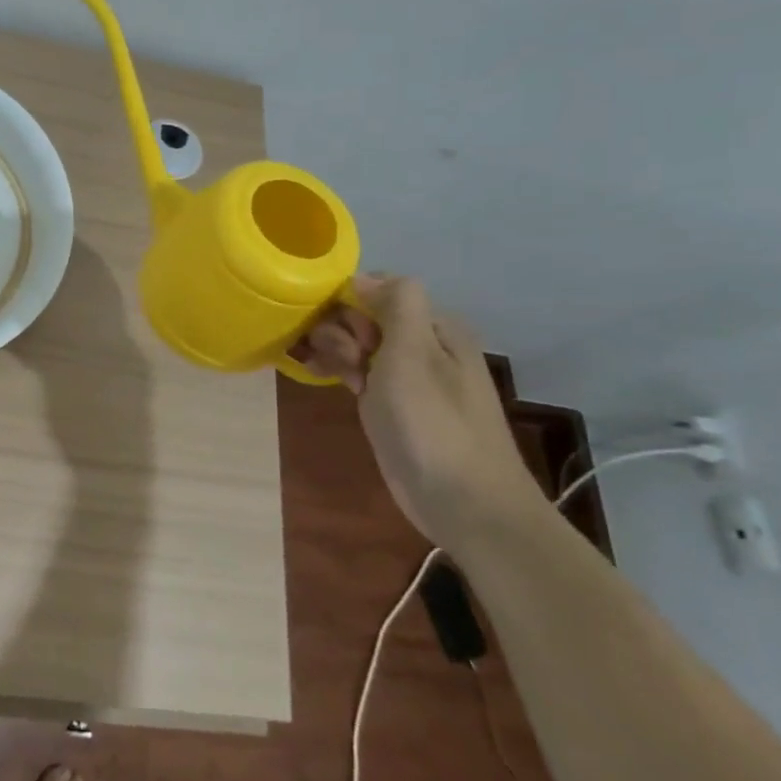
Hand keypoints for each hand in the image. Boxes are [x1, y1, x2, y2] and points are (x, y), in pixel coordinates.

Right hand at [293, 276, 541, 549]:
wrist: (463, 503)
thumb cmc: (434, 424)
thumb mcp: (414, 354)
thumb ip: (396, 304)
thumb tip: (363, 276)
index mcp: (435, 326)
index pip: (378, 289)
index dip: (348, 300)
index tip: (334, 327)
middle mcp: (422, 344)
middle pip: (365, 314)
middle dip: (338, 327)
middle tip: (337, 359)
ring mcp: (406, 376)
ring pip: (358, 343)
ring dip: (333, 348)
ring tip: (319, 368)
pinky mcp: (391, 405)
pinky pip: (358, 372)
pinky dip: (337, 369)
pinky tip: (316, 374)